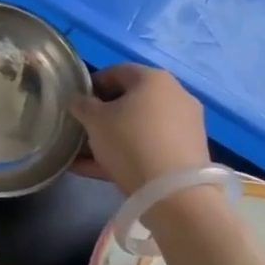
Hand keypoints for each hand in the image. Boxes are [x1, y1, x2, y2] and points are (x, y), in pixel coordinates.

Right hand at [70, 64, 209, 194]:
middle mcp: (175, 95)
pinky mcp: (187, 153)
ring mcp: (185, 125)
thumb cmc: (130, 142)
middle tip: (82, 130)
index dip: (92, 85)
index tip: (76, 104)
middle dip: (103, 115)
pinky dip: (127, 154)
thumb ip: (82, 105)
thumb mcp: (95, 120)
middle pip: (130, 100)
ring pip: (139, 127)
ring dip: (112, 138)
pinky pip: (150, 147)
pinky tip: (99, 171)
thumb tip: (79, 101)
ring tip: (86, 156)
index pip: (116, 72)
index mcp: (153, 79)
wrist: (174, 192)